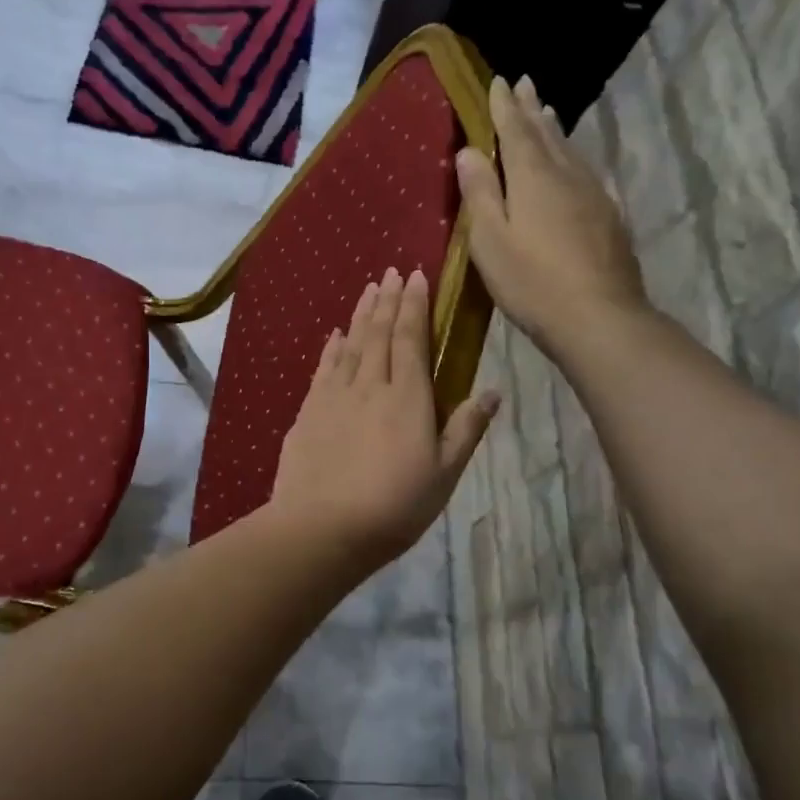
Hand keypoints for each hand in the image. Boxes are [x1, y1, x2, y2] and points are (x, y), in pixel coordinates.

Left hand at [269, 268, 498, 565]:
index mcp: (407, 397)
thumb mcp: (444, 474)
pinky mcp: (308, 411)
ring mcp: (334, 396)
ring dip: (361, 315)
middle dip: (389, 300)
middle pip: (380, 333)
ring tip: (369, 289)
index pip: (412, 339)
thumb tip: (491, 391)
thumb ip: (465, 429)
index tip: (417, 276)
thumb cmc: (394, 507)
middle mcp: (370, 385)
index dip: (415, 306)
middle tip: (392, 272)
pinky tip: (335, 335)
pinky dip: (332, 348)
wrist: (321, 527)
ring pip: (351, 344)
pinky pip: (324, 368)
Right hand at [455, 75, 648, 358]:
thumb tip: (469, 151)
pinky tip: (574, 166)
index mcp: (534, 178)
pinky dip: (572, 158)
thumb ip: (480, 193)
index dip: (505, 107)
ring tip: (547, 113)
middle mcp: (567, 176)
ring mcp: (594, 195)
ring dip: (554, 130)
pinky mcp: (609, 218)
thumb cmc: (532, 281)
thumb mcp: (490, 240)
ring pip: (570, 151)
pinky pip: (585, 173)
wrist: (599, 317)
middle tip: (525, 84)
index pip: (516, 131)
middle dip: (532, 109)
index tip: (498, 82)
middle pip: (547, 134)